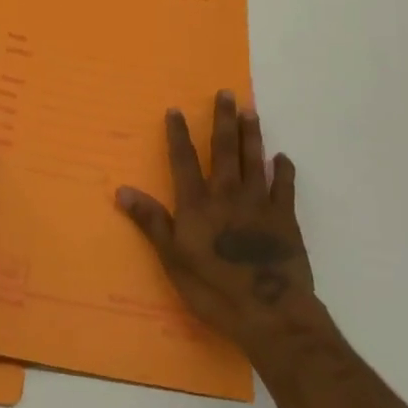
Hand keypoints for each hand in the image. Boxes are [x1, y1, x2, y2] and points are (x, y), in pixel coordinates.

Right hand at [116, 91, 316, 360]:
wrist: (271, 314)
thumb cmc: (215, 291)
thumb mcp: (173, 260)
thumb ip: (151, 222)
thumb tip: (122, 189)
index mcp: (198, 205)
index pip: (185, 160)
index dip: (179, 134)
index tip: (176, 109)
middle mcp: (228, 195)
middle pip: (224, 150)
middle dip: (223, 120)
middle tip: (227, 93)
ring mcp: (260, 204)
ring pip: (254, 160)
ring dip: (251, 135)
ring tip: (251, 111)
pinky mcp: (286, 219)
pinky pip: (285, 187)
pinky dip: (284, 170)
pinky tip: (282, 157)